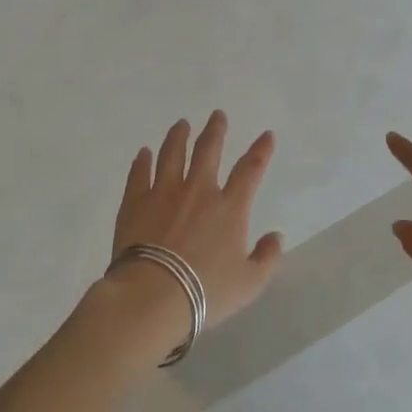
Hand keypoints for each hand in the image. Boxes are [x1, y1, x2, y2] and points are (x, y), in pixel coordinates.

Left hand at [86, 112, 284, 364]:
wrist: (153, 296)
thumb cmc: (206, 292)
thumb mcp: (250, 283)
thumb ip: (267, 258)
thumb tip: (276, 237)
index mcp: (229, 208)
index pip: (250, 170)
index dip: (260, 150)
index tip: (266, 135)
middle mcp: (198, 191)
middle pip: (208, 151)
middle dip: (215, 130)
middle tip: (217, 115)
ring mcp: (164, 192)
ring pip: (172, 154)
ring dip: (178, 136)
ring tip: (181, 124)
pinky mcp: (135, 202)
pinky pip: (139, 174)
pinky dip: (142, 161)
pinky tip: (143, 152)